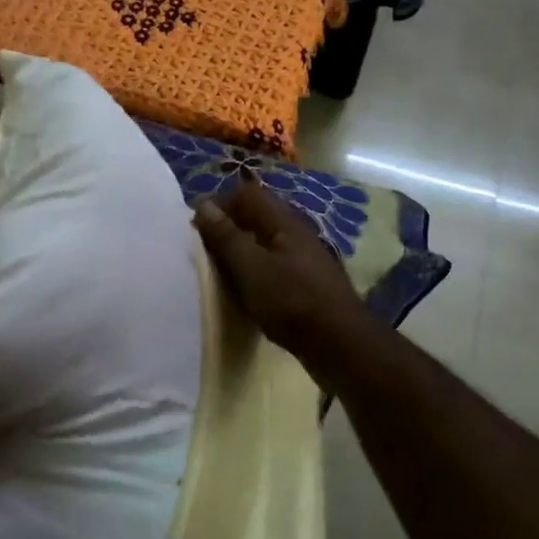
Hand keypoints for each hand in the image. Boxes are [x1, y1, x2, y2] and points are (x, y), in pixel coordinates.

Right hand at [192, 177, 371, 359]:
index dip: (219, 204)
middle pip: (255, 216)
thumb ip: (227, 236)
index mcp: (283, 222)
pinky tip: (246, 292)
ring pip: (264, 242)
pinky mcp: (306, 282)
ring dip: (240, 251)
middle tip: (204, 252)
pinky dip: (255, 271)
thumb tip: (202, 204)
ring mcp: (304, 258)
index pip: (246, 193)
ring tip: (220, 273)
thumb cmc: (292, 301)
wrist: (342, 345)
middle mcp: (295, 233)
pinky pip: (273, 265)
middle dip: (227, 228)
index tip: (196, 229)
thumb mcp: (251, 268)